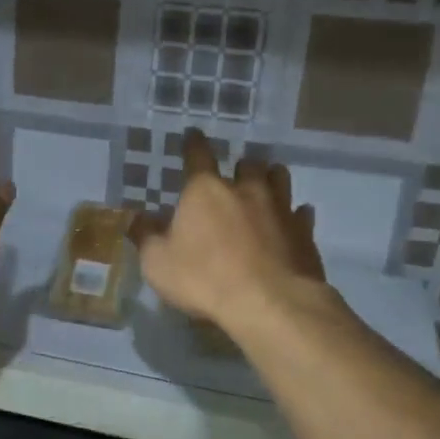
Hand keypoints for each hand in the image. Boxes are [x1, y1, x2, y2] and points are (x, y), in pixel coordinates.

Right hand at [128, 128, 326, 330]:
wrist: (270, 304)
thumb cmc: (205, 279)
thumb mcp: (158, 263)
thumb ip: (146, 236)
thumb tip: (136, 217)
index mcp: (206, 190)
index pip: (198, 155)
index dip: (193, 143)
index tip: (193, 134)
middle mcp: (246, 189)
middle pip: (247, 164)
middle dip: (241, 165)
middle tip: (236, 173)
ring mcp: (280, 208)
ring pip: (279, 179)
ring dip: (271, 179)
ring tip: (266, 185)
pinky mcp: (304, 232)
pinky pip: (301, 214)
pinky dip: (295, 214)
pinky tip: (294, 219)